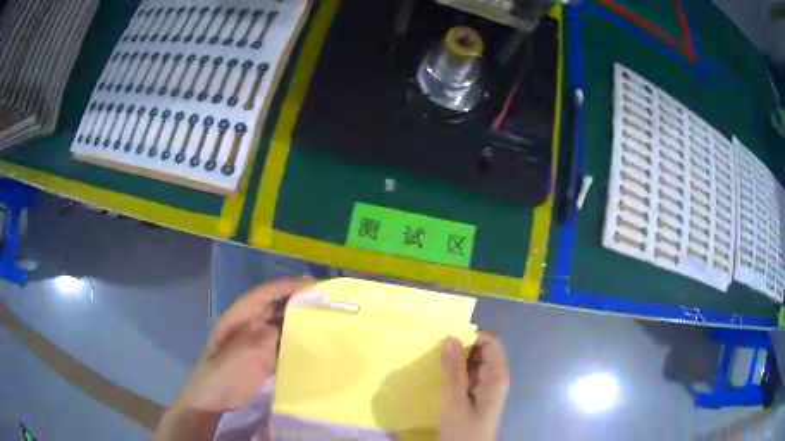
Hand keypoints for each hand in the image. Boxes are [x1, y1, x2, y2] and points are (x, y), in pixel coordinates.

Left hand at [176, 277, 313, 412]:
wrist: (213, 400)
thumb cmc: (224, 373)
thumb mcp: (246, 353)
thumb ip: (271, 337)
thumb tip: (297, 327)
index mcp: (240, 316)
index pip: (265, 293)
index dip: (287, 286)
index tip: (313, 284)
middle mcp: (249, 324)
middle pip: (275, 307)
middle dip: (298, 302)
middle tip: (327, 302)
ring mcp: (256, 342)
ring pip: (281, 326)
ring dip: (300, 323)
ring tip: (326, 321)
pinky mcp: (263, 358)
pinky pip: (282, 345)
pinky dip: (297, 343)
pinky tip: (314, 346)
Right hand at [439, 332, 509, 440]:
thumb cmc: (464, 429)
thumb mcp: (455, 400)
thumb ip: (454, 370)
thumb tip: (451, 338)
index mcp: (496, 376)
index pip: (491, 343)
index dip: (472, 336)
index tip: (448, 337)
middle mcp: (494, 378)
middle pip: (483, 352)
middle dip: (462, 346)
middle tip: (436, 346)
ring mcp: (486, 388)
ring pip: (474, 364)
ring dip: (457, 359)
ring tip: (434, 357)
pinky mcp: (476, 397)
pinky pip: (469, 377)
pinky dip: (456, 372)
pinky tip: (439, 374)